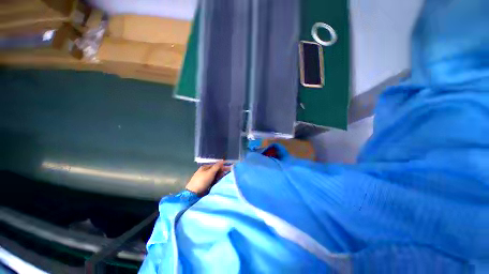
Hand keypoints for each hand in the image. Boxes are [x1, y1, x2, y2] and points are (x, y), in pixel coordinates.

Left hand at [185, 161, 230, 195]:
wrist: (193, 193)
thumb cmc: (202, 181)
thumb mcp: (210, 172)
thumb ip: (217, 166)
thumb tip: (222, 160)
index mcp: (205, 167)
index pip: (216, 165)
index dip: (222, 166)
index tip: (229, 168)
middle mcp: (205, 171)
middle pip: (215, 170)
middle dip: (222, 171)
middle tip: (229, 172)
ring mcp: (205, 178)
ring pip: (215, 175)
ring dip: (220, 176)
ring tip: (225, 177)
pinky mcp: (205, 184)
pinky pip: (213, 180)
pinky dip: (217, 180)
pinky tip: (220, 181)